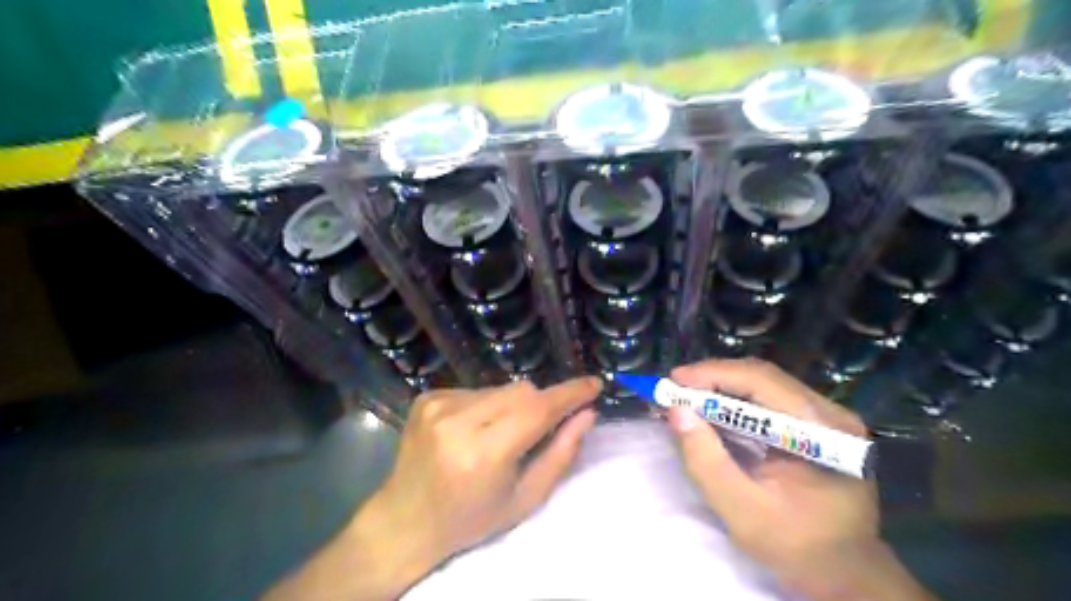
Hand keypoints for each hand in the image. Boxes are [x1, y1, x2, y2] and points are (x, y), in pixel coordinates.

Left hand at [260, 377, 601, 597]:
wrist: (405, 519)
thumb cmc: (471, 519)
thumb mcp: (524, 498)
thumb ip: (561, 454)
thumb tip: (587, 414)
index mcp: (483, 453)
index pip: (537, 410)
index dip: (570, 394)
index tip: (594, 384)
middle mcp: (457, 420)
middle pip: (521, 391)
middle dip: (541, 405)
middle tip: (542, 429)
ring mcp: (437, 404)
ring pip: (500, 388)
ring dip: (513, 405)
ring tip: (501, 435)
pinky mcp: (428, 397)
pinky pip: (477, 389)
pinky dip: (487, 405)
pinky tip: (475, 430)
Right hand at [666, 359, 929, 599]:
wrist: (844, 572)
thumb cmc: (796, 546)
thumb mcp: (742, 510)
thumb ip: (706, 461)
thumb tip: (676, 411)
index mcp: (824, 432)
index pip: (763, 382)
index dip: (714, 374)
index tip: (674, 380)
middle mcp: (831, 413)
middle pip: (763, 377)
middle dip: (714, 378)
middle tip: (675, 387)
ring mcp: (827, 417)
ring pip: (765, 384)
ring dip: (722, 387)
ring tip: (687, 396)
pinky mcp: (817, 424)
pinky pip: (769, 399)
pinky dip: (735, 401)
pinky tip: (713, 410)